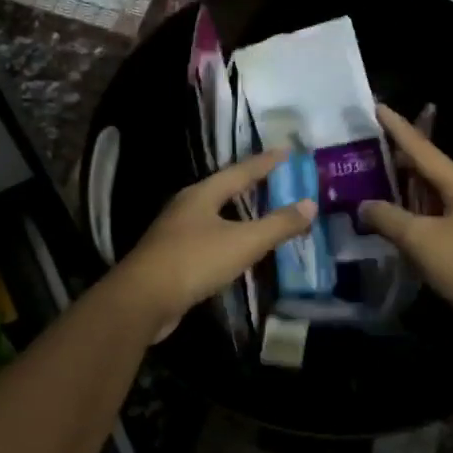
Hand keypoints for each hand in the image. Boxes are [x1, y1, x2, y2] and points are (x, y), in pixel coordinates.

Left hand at [107, 151, 317, 336]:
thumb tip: (310, 204)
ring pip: (212, 214)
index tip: (287, 152)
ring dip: (236, 211)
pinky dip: (226, 237)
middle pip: (223, 189)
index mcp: (202, 195)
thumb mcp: (243, 242)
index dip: (265, 162)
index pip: (240, 171)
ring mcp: (174, 232)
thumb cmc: (194, 261)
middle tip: (275, 179)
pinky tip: (233, 248)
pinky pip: (206, 238)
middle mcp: (186, 207)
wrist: (142, 300)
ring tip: (258, 211)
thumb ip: (278, 224)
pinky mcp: (171, 257)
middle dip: (249, 184)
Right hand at [361, 105, 452, 337]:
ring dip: (403, 184)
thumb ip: (388, 218)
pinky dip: (410, 210)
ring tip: (373, 173)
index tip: (377, 107)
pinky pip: (432, 214)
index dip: (398, 128)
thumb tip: (364, 206)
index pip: (423, 149)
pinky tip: (393, 214)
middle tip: (367, 143)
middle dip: (398, 155)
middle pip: (427, 168)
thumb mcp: (421, 239)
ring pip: (429, 193)